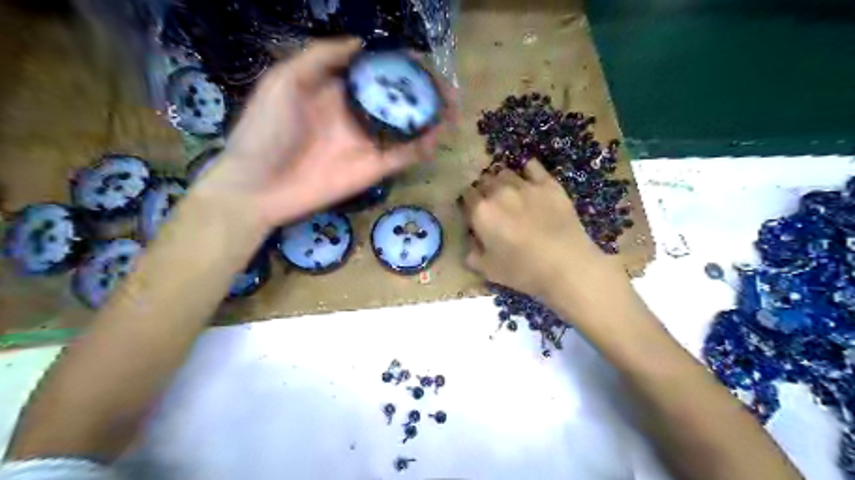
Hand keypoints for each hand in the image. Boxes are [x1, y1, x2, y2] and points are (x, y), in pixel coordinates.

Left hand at [206, 38, 447, 227]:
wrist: (258, 186)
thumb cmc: (265, 130)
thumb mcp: (284, 82)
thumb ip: (321, 58)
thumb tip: (362, 42)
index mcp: (337, 90)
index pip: (376, 73)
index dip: (399, 65)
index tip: (422, 59)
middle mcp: (357, 114)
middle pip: (397, 99)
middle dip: (424, 92)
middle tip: (448, 88)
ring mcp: (367, 142)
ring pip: (406, 127)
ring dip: (430, 118)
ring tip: (452, 110)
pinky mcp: (374, 168)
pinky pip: (404, 155)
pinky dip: (422, 147)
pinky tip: (437, 137)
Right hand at [458, 161, 625, 304]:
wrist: (566, 265)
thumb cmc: (523, 271)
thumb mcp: (489, 270)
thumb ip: (473, 255)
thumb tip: (470, 247)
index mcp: (481, 212)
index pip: (466, 195)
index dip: (469, 202)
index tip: (474, 212)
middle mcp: (498, 192)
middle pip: (484, 180)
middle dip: (484, 189)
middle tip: (491, 204)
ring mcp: (524, 185)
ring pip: (505, 172)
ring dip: (502, 181)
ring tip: (509, 193)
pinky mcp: (548, 184)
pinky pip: (532, 166)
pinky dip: (527, 171)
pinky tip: (529, 180)